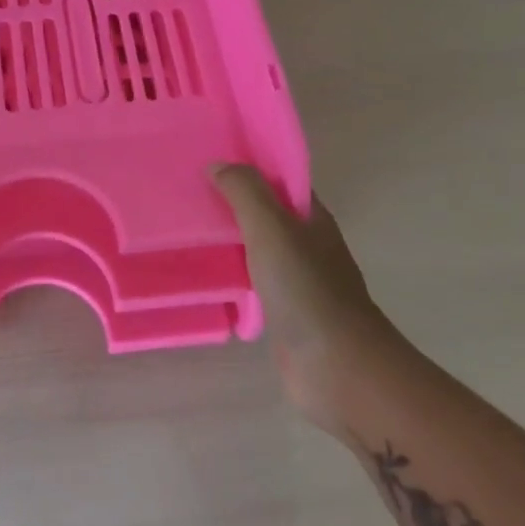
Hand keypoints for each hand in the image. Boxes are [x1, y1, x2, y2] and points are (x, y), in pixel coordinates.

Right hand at [213, 166, 402, 437]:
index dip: (249, 167)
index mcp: (312, 218)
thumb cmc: (306, 289)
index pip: (280, 180)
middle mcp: (308, 245)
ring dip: (230, 239)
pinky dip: (232, 274)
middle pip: (267, 213)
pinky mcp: (285, 313)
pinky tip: (204, 274)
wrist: (338, 367)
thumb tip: (218, 165)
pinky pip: (253, 282)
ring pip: (258, 249)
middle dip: (233, 202)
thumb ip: (245, 192)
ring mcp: (298, 281)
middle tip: (186, 192)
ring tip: (186, 229)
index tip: (209, 159)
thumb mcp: (272, 228)